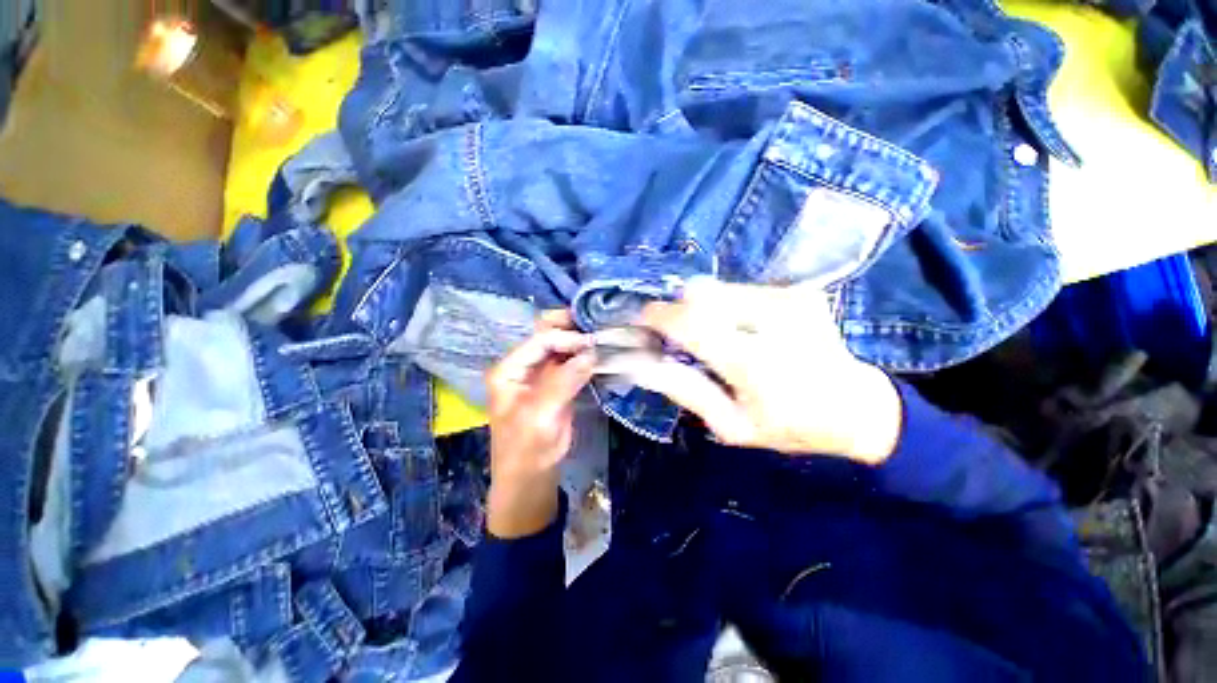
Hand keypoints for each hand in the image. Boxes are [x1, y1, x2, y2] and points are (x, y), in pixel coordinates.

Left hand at [484, 311, 595, 537]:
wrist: (531, 478)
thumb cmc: (527, 450)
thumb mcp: (540, 417)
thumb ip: (563, 382)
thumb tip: (590, 354)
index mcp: (509, 370)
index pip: (540, 341)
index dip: (566, 339)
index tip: (592, 346)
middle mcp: (523, 366)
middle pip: (546, 335)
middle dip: (571, 330)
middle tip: (596, 331)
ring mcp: (540, 374)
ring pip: (561, 347)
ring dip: (580, 342)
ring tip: (602, 340)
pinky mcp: (556, 383)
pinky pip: (571, 362)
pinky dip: (584, 357)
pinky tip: (599, 355)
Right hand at [636, 279, 901, 463]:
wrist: (856, 407)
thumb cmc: (791, 426)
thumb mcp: (731, 426)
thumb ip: (686, 391)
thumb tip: (644, 363)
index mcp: (753, 363)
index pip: (690, 323)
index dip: (658, 316)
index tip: (642, 320)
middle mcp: (772, 319)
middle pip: (700, 293)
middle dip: (680, 312)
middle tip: (681, 338)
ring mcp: (788, 299)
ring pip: (717, 288)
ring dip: (704, 310)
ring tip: (717, 337)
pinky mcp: (797, 291)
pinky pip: (740, 290)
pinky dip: (727, 307)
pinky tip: (743, 330)